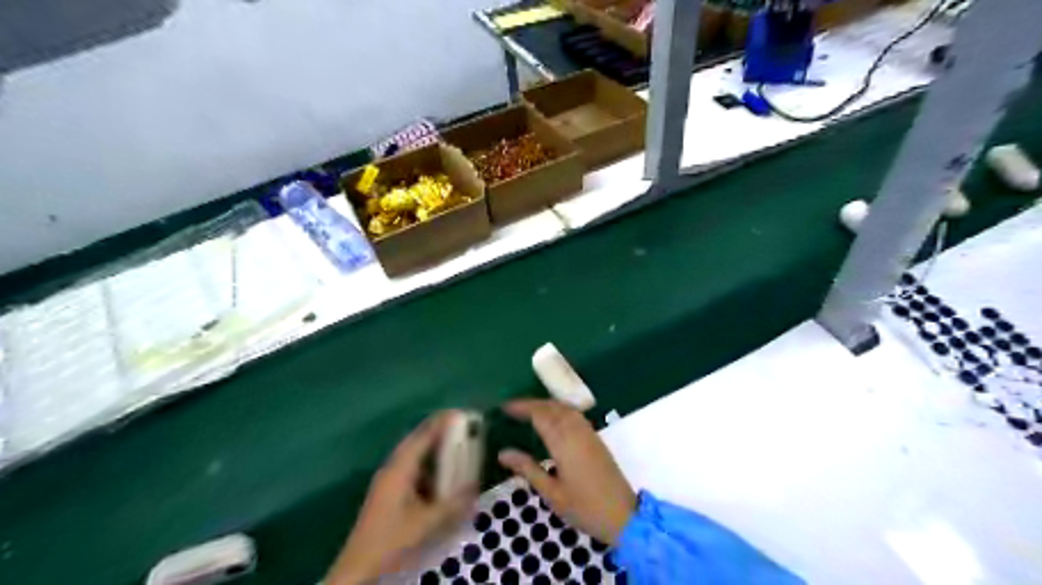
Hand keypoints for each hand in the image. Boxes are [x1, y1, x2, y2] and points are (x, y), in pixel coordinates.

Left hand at [326, 411, 476, 583]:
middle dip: (438, 432)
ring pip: (413, 457)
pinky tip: (441, 477)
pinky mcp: (388, 494)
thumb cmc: (390, 540)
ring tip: (455, 447)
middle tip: (461, 428)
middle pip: (416, 442)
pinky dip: (428, 467)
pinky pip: (412, 471)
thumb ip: (453, 504)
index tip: (460, 413)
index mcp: (399, 469)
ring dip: (433, 450)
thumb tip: (476, 486)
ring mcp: (388, 481)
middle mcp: (392, 469)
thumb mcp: (426, 523)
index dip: (441, 422)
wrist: (357, 568)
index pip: (422, 436)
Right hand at [496, 400, 633, 545]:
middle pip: (553, 407)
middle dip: (533, 403)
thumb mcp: (551, 493)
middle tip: (514, 407)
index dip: (522, 407)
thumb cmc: (584, 507)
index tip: (505, 407)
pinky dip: (561, 410)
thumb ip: (528, 469)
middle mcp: (577, 432)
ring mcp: (589, 434)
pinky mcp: (597, 439)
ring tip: (530, 411)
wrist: (623, 515)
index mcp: (564, 443)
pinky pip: (576, 415)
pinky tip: (554, 419)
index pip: (540, 415)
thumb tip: (503, 453)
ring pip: (566, 409)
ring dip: (547, 405)